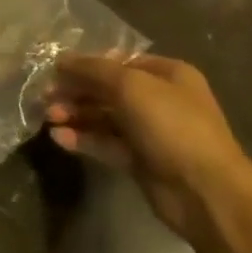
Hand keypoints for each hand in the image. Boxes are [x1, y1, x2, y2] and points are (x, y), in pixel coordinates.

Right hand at [44, 53, 251, 242]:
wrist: (205, 192)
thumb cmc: (171, 126)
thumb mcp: (129, 85)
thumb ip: (92, 70)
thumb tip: (60, 61)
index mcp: (167, 74)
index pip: (118, 61)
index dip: (87, 65)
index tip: (56, 72)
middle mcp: (160, 99)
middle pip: (108, 89)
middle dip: (76, 92)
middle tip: (46, 98)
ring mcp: (151, 132)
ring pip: (104, 117)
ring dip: (75, 115)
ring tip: (49, 118)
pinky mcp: (140, 160)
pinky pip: (106, 143)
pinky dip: (83, 139)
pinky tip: (59, 139)